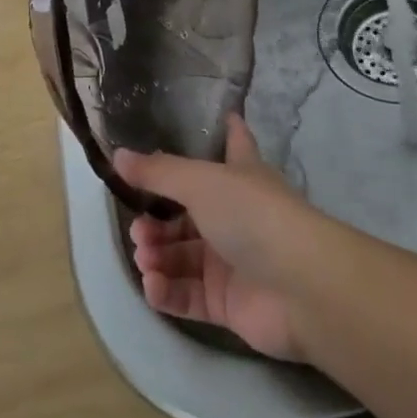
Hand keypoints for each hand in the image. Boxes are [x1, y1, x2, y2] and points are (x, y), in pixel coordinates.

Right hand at [112, 115, 317, 362]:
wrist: (299, 286)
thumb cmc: (252, 215)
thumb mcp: (199, 182)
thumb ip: (157, 172)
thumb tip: (117, 156)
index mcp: (240, 175)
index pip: (234, 143)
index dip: (228, 130)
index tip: (224, 114)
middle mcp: (235, 214)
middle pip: (189, 212)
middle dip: (157, 218)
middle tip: (138, 228)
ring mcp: (232, 261)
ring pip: (183, 255)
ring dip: (158, 254)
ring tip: (144, 256)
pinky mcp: (227, 303)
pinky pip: (188, 294)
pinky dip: (167, 290)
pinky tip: (152, 284)